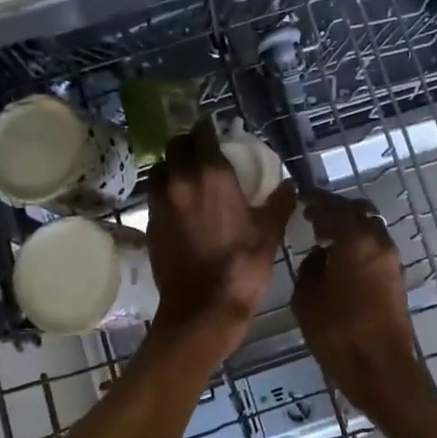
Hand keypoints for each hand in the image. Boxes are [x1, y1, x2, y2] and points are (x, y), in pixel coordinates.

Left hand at [146, 121, 295, 347]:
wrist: (202, 308)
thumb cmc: (242, 266)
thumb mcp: (269, 233)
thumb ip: (279, 203)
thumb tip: (286, 185)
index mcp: (212, 175)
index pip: (202, 134)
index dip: (208, 130)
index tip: (216, 133)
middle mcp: (180, 180)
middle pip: (175, 146)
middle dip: (188, 144)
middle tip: (203, 154)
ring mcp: (160, 202)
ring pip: (160, 169)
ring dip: (173, 167)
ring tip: (188, 179)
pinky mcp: (150, 223)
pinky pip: (155, 195)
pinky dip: (166, 192)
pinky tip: (181, 207)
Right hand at [292, 191, 417, 405]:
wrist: (381, 369)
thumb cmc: (338, 333)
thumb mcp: (306, 299)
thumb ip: (310, 268)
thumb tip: (319, 255)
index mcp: (355, 240)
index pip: (334, 206)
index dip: (316, 200)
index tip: (301, 198)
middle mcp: (378, 242)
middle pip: (358, 211)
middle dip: (335, 209)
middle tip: (313, 217)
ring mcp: (392, 260)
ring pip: (370, 228)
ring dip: (350, 227)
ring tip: (325, 238)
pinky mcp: (397, 279)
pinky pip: (375, 247)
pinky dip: (358, 243)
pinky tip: (340, 259)